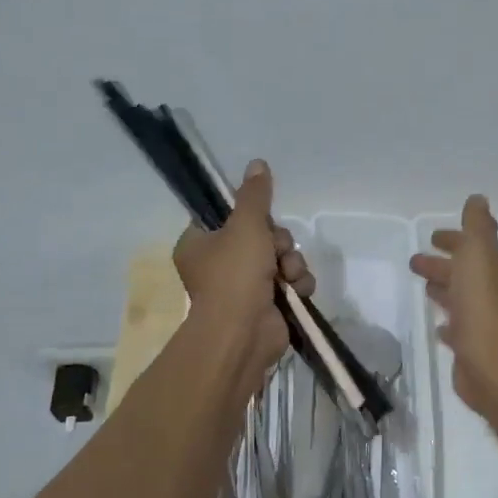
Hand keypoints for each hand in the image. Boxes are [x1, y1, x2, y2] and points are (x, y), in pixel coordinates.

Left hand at [173, 160, 314, 381]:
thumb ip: (254, 195)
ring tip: (288, 276)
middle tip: (275, 251)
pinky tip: (297, 290)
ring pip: (280, 258)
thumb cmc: (234, 275)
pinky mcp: (268, 305)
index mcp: (200, 244)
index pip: (227, 216)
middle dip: (278, 242)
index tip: (260, 218)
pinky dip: (297, 284)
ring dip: (291, 263)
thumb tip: (257, 163)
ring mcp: (244, 287)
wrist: (243, 334)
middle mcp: (218, 265)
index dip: (250, 216)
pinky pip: (290, 282)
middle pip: (261, 235)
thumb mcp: (245, 225)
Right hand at [409, 194, 497, 415]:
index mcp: (493, 268)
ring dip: (444, 289)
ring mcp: (482, 320)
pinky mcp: (471, 347)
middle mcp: (491, 292)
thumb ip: (477, 226)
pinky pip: (457, 328)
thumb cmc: (482, 305)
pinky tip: (438, 326)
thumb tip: (478, 199)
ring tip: (424, 287)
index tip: (434, 237)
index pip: (473, 246)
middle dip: (443, 264)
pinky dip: (447, 323)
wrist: (493, 364)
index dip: (455, 239)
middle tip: (415, 262)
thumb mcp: (478, 253)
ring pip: (460, 298)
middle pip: (464, 272)